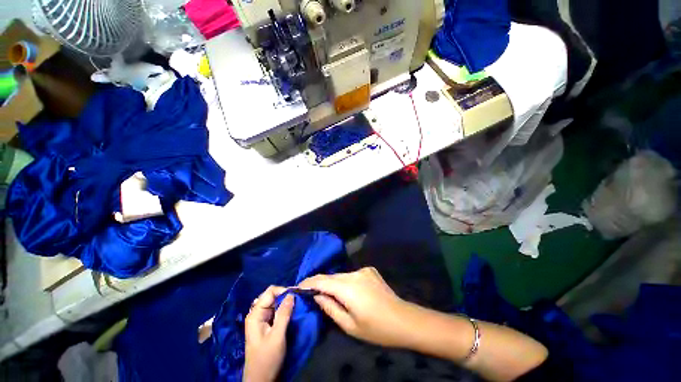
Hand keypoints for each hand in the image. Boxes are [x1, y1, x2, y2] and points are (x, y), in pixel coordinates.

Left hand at [243, 286, 294, 381]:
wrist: (261, 380)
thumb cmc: (267, 358)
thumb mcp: (277, 336)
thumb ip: (284, 313)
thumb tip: (292, 294)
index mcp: (255, 314)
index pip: (270, 292)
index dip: (283, 290)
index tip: (297, 295)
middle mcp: (257, 313)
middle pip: (272, 296)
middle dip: (285, 295)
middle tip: (298, 300)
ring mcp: (261, 319)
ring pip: (275, 302)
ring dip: (286, 302)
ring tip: (297, 305)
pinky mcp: (267, 325)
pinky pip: (276, 310)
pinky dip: (284, 309)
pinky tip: (291, 312)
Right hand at [299, 267, 412, 347]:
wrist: (404, 320)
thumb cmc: (376, 328)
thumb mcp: (349, 325)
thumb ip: (330, 307)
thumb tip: (317, 295)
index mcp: (348, 287)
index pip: (321, 280)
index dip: (308, 282)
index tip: (298, 286)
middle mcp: (354, 273)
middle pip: (331, 277)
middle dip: (320, 284)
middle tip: (311, 293)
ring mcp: (363, 270)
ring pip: (341, 275)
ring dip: (334, 283)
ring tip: (329, 295)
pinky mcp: (370, 270)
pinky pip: (352, 275)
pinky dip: (346, 282)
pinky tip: (350, 292)